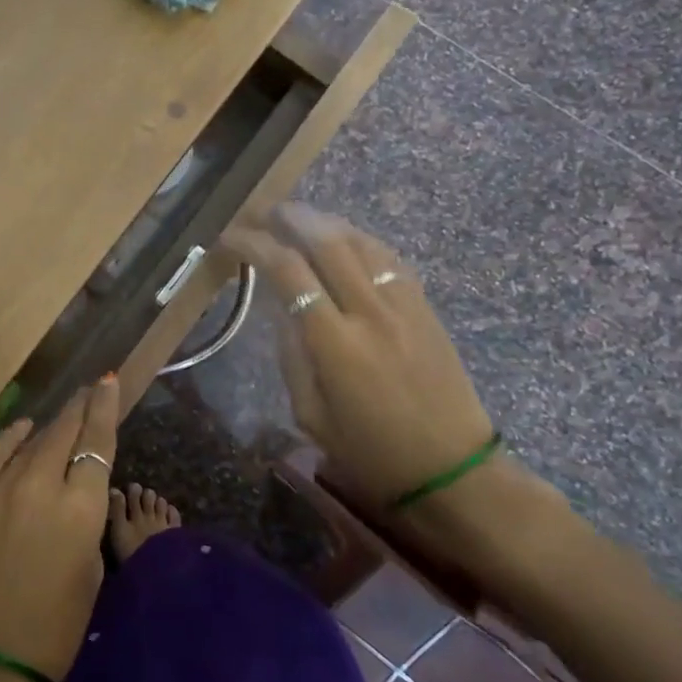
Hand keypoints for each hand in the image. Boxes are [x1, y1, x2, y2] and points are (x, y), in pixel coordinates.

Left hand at [0, 376, 120, 681]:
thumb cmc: (54, 627)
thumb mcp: (91, 569)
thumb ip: (87, 519)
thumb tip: (78, 491)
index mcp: (80, 507)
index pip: (96, 442)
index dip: (104, 408)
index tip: (107, 381)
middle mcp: (39, 486)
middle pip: (63, 433)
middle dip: (79, 409)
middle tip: (88, 392)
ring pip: (29, 445)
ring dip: (48, 428)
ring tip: (61, 414)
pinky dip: (10, 441)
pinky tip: (21, 429)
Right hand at [222, 203, 495, 508]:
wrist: (450, 469)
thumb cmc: (370, 453)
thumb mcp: (311, 416)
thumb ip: (292, 357)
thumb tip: (282, 311)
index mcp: (334, 344)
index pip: (288, 272)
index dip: (255, 245)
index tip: (231, 236)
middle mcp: (370, 312)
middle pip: (328, 242)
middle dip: (292, 218)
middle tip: (266, 211)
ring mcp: (404, 305)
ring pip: (362, 242)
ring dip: (327, 222)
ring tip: (301, 218)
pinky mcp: (426, 307)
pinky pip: (389, 258)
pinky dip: (362, 240)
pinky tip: (347, 241)